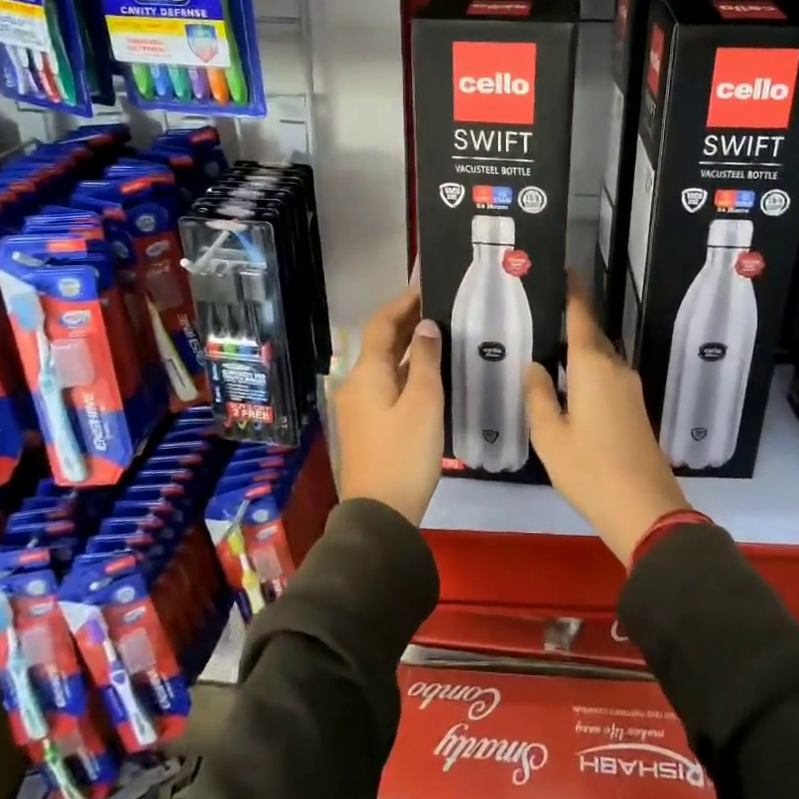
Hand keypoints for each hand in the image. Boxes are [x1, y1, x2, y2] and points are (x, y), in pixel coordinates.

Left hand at [333, 284, 444, 525]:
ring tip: (440, 331)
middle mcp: (357, 384)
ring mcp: (360, 406)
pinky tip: (430, 371)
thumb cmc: (404, 453)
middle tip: (439, 305)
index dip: (402, 303)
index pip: (382, 324)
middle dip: (407, 322)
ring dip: (409, 346)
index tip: (425, 285)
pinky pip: (388, 384)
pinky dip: (407, 370)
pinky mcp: (369, 424)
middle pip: (382, 343)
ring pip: (386, 364)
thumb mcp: (424, 402)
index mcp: (366, 373)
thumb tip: (427, 326)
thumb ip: (426, 360)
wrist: (380, 513)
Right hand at [524, 288, 690, 563]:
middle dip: (575, 320)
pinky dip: (590, 369)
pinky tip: (572, 382)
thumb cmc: (590, 469)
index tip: (568, 270)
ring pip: (602, 356)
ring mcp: (630, 389)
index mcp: (593, 367)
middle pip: (594, 335)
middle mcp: (615, 369)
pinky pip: (608, 374)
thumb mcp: (550, 436)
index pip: (582, 317)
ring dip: (582, 348)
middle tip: (545, 312)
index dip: (575, 293)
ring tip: (552, 346)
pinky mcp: (635, 408)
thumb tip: (535, 366)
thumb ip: (538, 396)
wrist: (645, 509)